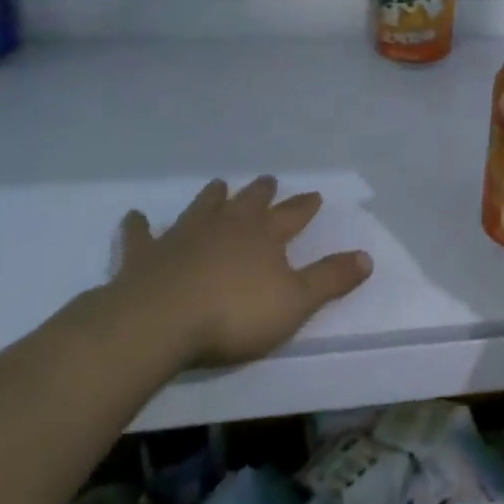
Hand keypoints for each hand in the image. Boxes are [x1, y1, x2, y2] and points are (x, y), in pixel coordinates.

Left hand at [106, 176, 372, 367]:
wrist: (159, 322)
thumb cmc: (235, 314)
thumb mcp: (296, 302)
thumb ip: (331, 279)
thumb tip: (367, 256)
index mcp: (264, 235)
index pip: (292, 215)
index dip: (305, 206)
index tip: (315, 195)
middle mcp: (227, 226)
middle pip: (249, 203)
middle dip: (262, 193)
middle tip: (268, 180)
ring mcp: (184, 236)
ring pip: (203, 208)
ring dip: (212, 197)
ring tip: (219, 185)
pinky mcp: (146, 255)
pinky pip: (142, 235)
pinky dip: (140, 226)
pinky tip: (135, 216)